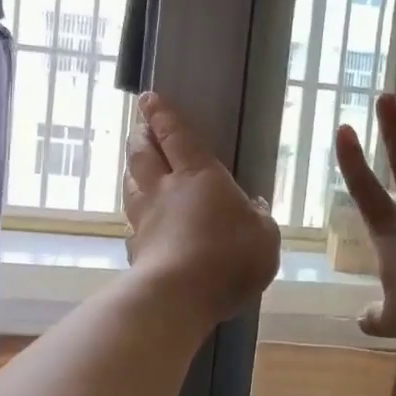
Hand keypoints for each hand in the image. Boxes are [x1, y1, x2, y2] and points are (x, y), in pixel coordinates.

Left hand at [124, 92, 281, 324]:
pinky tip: (139, 225)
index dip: (162, 115)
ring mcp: (145, 220)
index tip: (148, 99)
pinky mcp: (136, 250)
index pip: (175, 135)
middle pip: (143, 154)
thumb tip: (255, 206)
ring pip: (131, 186)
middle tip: (139, 127)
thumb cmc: (229, 256)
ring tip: (136, 168)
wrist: (179, 296)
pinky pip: (132, 225)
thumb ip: (260, 219)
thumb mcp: (264, 236)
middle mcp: (164, 190)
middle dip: (140, 136)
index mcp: (197, 175)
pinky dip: (135, 218)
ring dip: (132, 172)